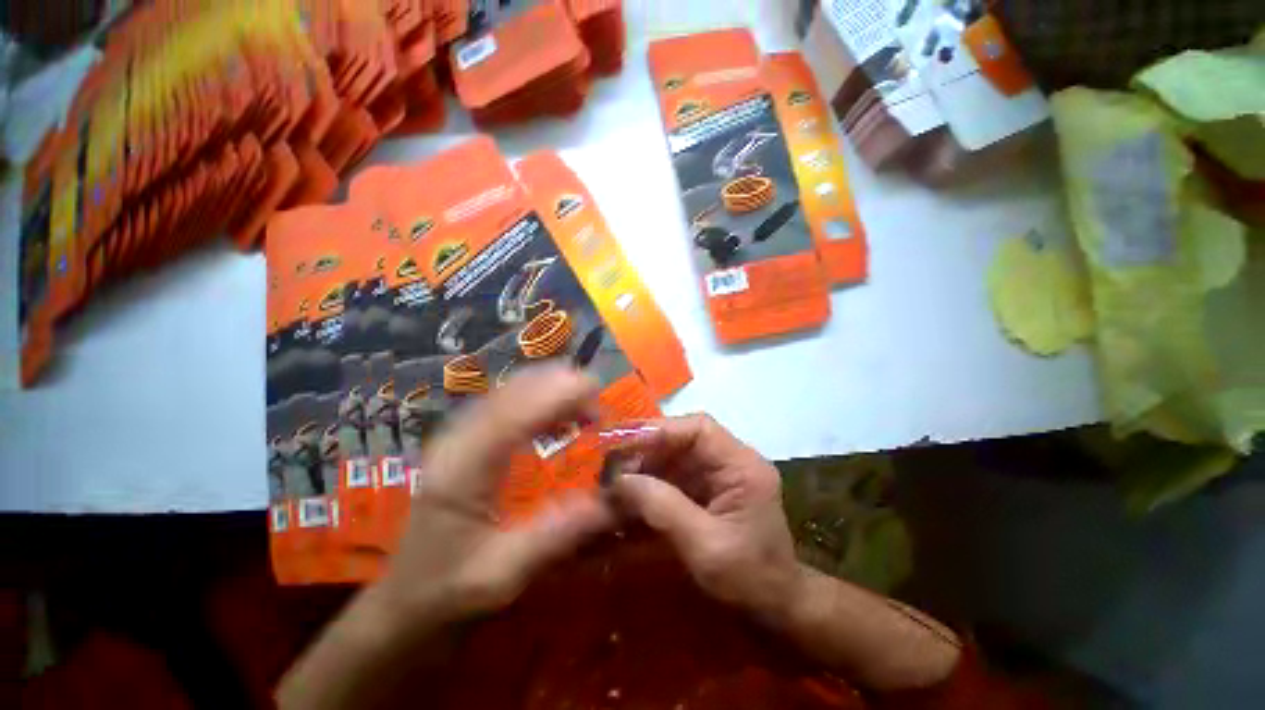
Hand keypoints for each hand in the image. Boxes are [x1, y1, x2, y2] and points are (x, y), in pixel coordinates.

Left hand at [378, 365, 613, 629]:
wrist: (403, 600)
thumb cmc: (449, 590)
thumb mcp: (503, 575)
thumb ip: (555, 535)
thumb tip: (612, 500)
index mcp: (462, 470)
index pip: (514, 414)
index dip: (556, 393)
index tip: (595, 390)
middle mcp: (457, 440)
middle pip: (512, 390)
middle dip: (558, 385)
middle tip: (597, 406)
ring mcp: (458, 434)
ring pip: (510, 389)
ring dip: (551, 388)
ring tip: (585, 408)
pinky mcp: (466, 437)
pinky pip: (508, 401)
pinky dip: (539, 398)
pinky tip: (559, 415)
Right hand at [611, 414, 803, 625]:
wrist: (776, 610)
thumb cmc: (749, 580)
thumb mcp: (705, 547)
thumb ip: (663, 508)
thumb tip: (620, 479)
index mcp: (743, 466)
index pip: (699, 429)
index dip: (660, 430)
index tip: (624, 442)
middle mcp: (732, 461)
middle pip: (683, 439)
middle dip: (646, 449)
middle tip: (611, 464)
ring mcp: (720, 475)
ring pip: (675, 456)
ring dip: (645, 466)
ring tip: (615, 481)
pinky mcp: (708, 490)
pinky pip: (675, 476)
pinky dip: (651, 483)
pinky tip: (630, 495)